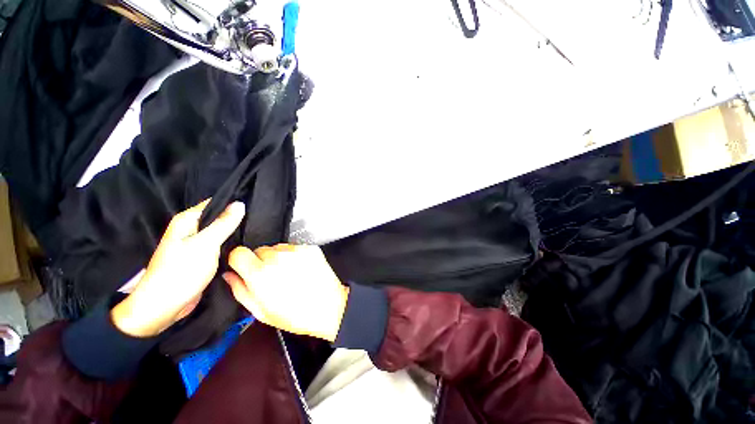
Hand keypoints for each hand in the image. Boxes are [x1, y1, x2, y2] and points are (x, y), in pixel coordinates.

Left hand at [111, 200, 245, 337]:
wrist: (163, 306)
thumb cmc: (181, 272)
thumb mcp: (206, 244)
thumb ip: (224, 223)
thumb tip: (240, 203)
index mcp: (188, 220)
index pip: (216, 202)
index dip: (235, 202)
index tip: (257, 203)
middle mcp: (191, 228)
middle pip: (219, 216)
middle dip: (238, 217)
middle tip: (261, 218)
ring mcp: (196, 243)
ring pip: (221, 231)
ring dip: (236, 231)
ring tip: (258, 228)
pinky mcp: (202, 256)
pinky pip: (220, 244)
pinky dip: (232, 243)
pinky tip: (246, 243)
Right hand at [224, 244, 348, 341]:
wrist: (329, 306)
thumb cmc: (295, 315)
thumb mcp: (261, 311)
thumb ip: (241, 290)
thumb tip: (229, 275)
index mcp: (261, 273)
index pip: (238, 252)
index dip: (239, 261)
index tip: (244, 269)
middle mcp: (278, 257)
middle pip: (259, 250)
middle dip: (260, 262)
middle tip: (271, 277)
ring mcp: (296, 250)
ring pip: (277, 248)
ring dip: (277, 258)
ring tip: (288, 274)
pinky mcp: (310, 248)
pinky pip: (294, 248)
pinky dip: (293, 256)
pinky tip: (301, 269)